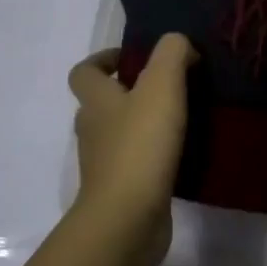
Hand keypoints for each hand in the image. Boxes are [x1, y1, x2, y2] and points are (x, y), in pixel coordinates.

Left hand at [67, 33, 195, 257]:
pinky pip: (136, 164)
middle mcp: (93, 130)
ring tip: (181, 119)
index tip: (133, 58)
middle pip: (102, 103)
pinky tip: (182, 154)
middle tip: (168, 87)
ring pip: (120, 134)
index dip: (103, 60)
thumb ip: (171, 53)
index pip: (83, 72)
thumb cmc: (140, 146)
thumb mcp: (161, 85)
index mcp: (95, 101)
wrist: (127, 220)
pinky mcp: (122, 191)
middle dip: (130, 92)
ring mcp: (104, 164)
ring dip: (144, 125)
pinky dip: (154, 156)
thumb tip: (179, 45)